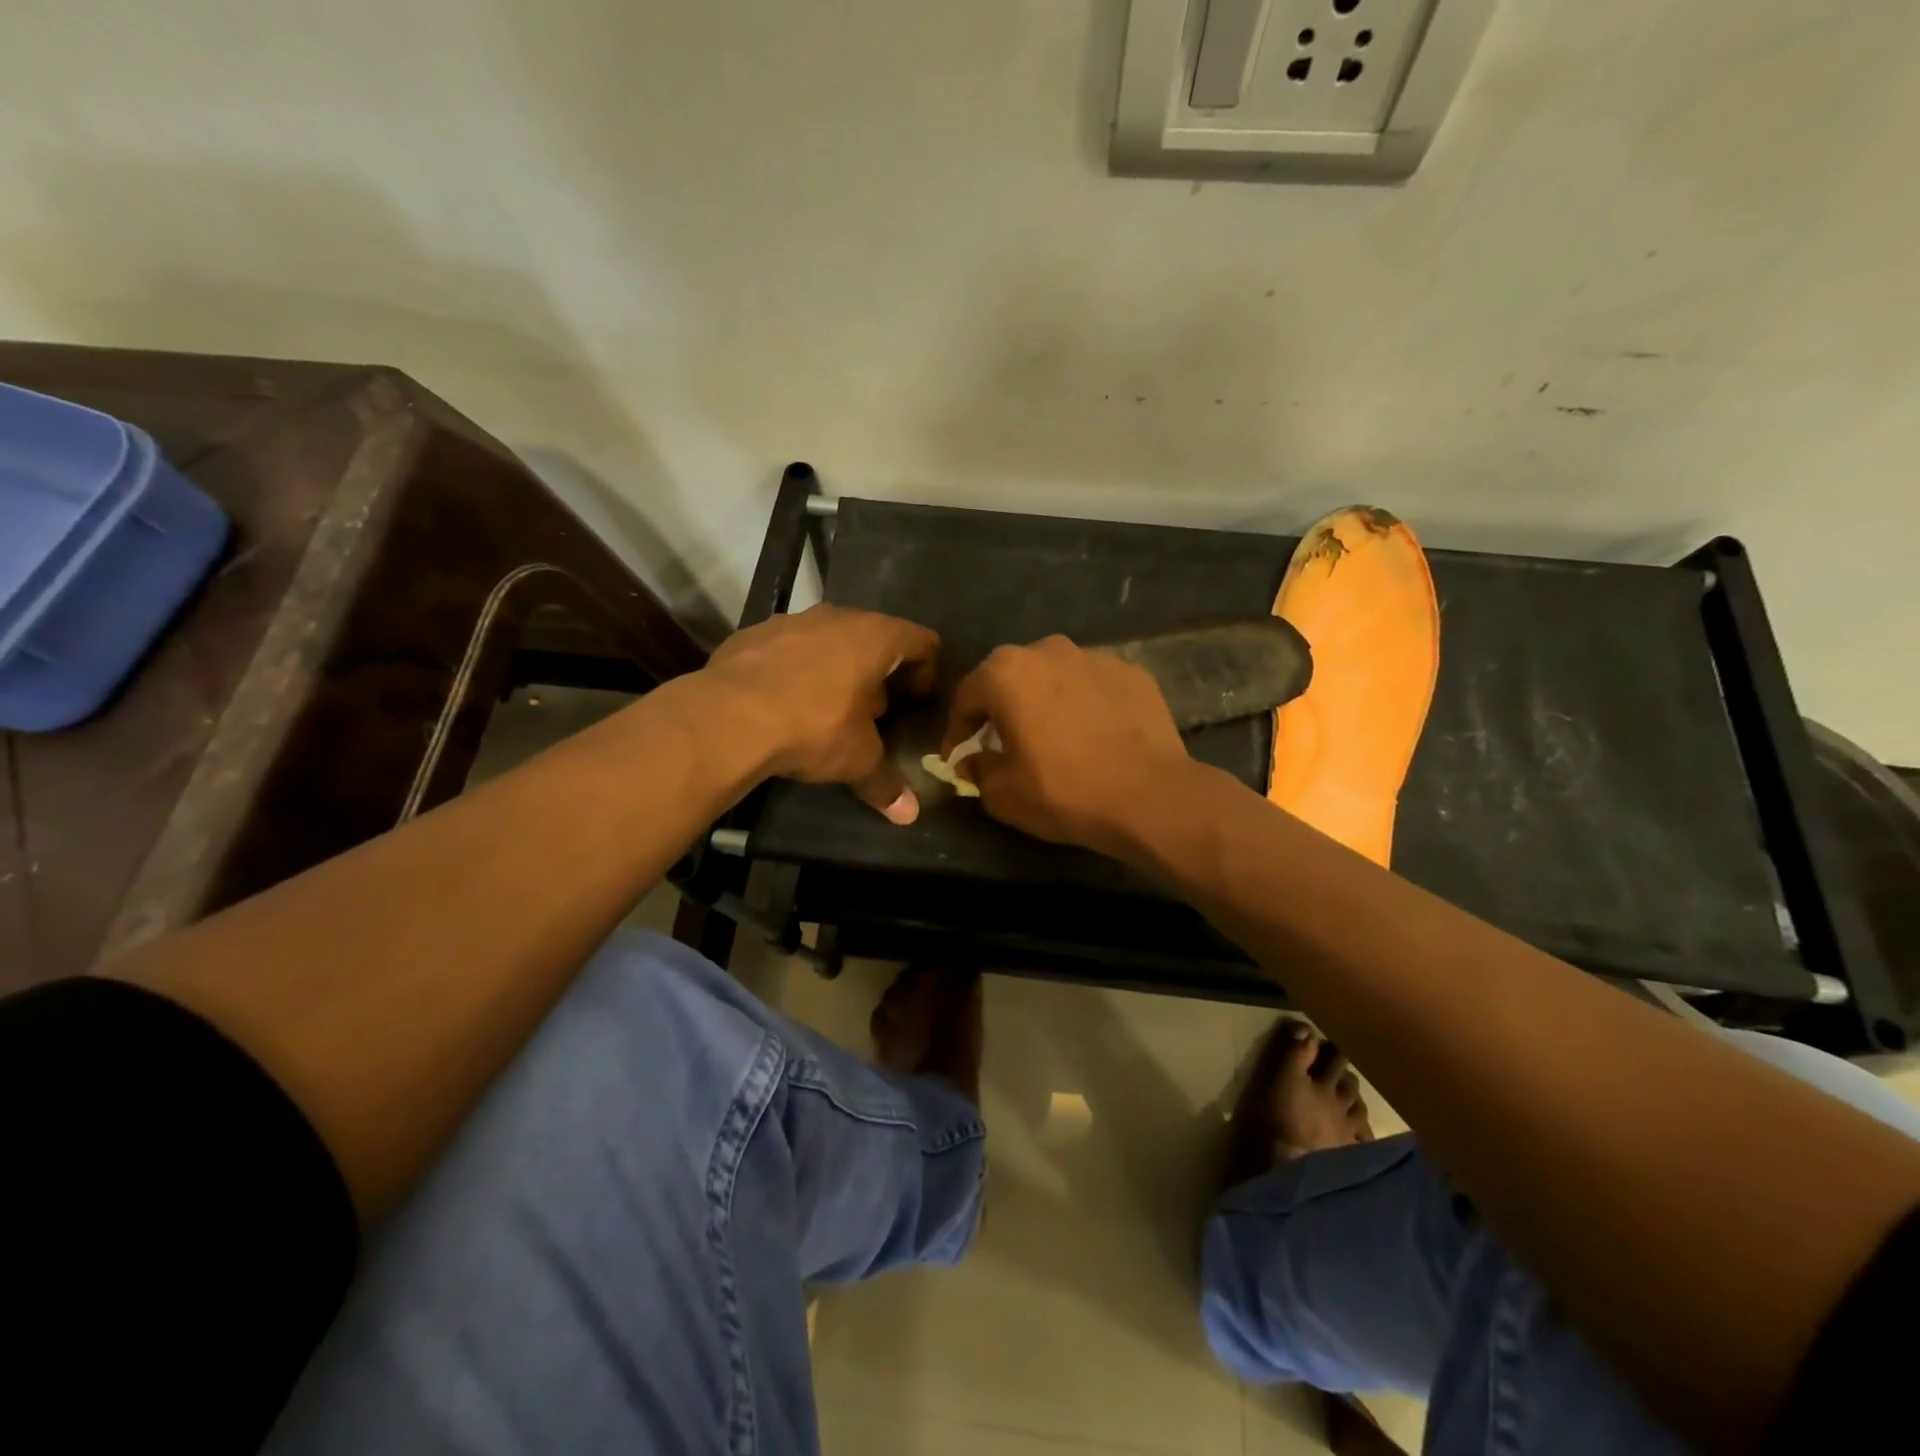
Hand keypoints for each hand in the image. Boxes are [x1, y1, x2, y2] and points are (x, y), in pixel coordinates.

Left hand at [702, 605, 938, 821]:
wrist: (727, 717)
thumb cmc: (812, 727)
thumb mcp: (856, 760)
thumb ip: (885, 783)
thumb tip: (909, 815)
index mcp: (875, 637)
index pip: (921, 641)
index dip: (928, 671)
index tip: (919, 701)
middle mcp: (837, 617)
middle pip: (873, 637)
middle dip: (878, 673)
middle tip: (874, 712)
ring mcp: (791, 620)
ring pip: (828, 639)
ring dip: (835, 668)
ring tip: (827, 708)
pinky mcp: (753, 633)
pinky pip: (788, 648)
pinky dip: (794, 670)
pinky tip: (783, 702)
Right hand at [939, 635, 1199, 857]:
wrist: (1150, 796)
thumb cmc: (1064, 791)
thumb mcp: (1003, 794)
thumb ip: (977, 770)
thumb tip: (972, 761)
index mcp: (1006, 673)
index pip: (966, 696)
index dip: (956, 730)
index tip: (958, 757)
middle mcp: (1047, 650)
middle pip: (1010, 677)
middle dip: (1001, 708)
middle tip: (1002, 742)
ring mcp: (1094, 656)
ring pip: (1054, 676)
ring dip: (1044, 700)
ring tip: (1052, 735)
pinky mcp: (1132, 671)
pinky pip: (1093, 685)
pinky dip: (1084, 703)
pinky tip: (1094, 734)